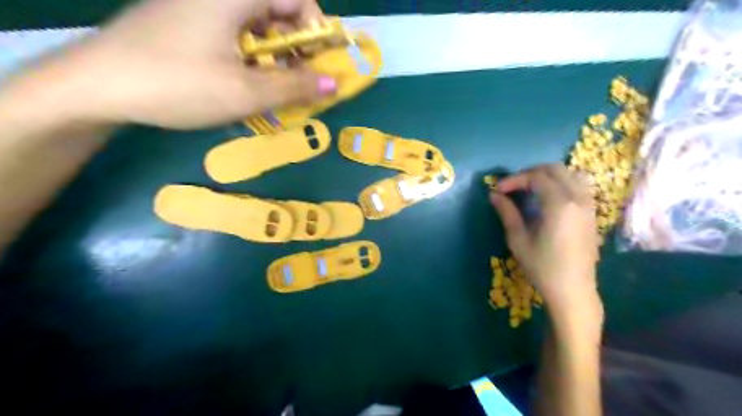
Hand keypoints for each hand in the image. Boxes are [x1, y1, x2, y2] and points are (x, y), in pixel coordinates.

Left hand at [54, 0, 338, 128]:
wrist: (96, 86)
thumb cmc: (178, 85)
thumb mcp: (246, 92)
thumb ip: (295, 87)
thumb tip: (335, 84)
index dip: (317, 32)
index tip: (318, 67)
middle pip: (278, 12)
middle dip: (297, 50)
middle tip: (299, 85)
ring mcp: (201, 6)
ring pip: (257, 27)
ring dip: (275, 59)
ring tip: (273, 91)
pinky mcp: (187, 21)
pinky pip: (234, 34)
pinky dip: (251, 58)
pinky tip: (245, 83)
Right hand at [492, 164, 597, 306]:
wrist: (572, 290)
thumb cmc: (542, 267)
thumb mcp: (518, 240)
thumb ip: (507, 213)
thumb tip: (494, 195)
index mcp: (559, 205)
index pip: (535, 177)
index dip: (514, 179)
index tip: (498, 189)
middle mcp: (577, 199)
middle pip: (555, 169)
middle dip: (531, 172)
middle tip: (513, 186)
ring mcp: (588, 205)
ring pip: (571, 174)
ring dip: (549, 175)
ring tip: (531, 188)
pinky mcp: (592, 214)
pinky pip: (580, 186)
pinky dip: (563, 183)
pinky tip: (550, 198)